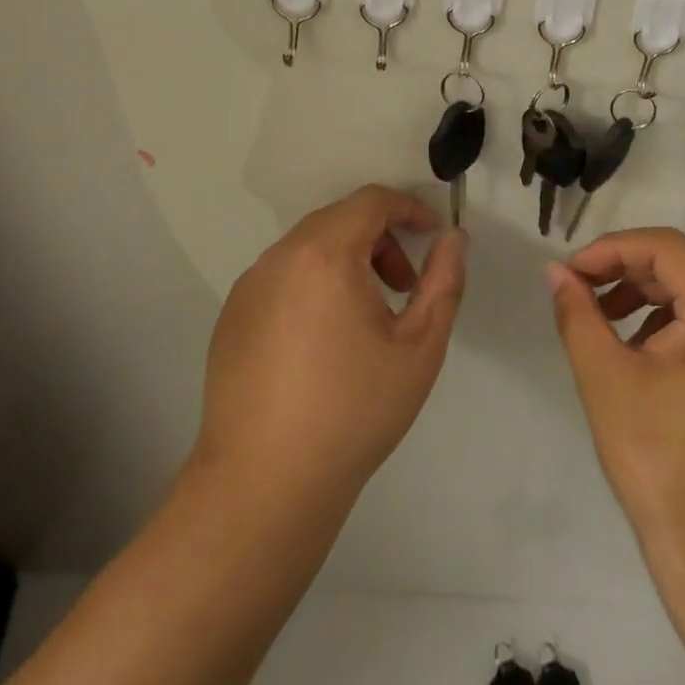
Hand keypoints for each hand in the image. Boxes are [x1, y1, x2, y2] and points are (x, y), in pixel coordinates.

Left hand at [196, 185, 466, 509]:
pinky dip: (313, 284)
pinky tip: (324, 341)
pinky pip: (282, 277)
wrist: (264, 484)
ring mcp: (248, 287)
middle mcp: (279, 258)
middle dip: (380, 239)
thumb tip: (453, 240)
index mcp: (325, 255)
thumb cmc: (354, 411)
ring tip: (367, 318)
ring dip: (346, 261)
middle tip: (404, 286)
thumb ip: (444, 282)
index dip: (408, 208)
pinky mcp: (231, 317)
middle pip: (338, 220)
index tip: (433, 236)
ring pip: (307, 248)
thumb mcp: (419, 347)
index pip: (370, 201)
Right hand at [547, 229, 684, 574]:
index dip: (610, 249)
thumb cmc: (664, 466)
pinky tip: (631, 352)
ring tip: (598, 324)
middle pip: (680, 267)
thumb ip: (578, 315)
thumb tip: (556, 271)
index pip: (666, 248)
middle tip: (575, 294)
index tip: (568, 273)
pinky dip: (661, 324)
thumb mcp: (607, 381)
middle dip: (622, 272)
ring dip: (639, 296)